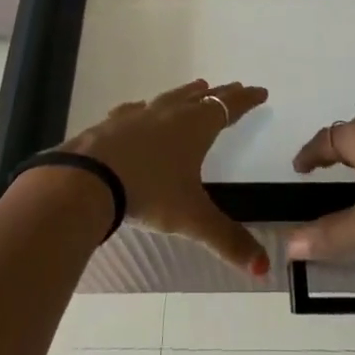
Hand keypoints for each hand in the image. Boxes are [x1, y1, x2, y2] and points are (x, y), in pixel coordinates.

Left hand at [55, 78, 270, 276]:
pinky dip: (148, 108)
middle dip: (222, 93)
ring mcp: (141, 114)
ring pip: (172, 97)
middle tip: (235, 87)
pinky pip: (138, 109)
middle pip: (203, 97)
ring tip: (198, 86)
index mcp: (196, 127)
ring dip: (188, 93)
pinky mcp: (114, 122)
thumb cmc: (150, 192)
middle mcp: (171, 113)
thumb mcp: (192, 219)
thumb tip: (264, 268)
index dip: (246, 100)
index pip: (228, 108)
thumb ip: (227, 240)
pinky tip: (142, 108)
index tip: (260, 91)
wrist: (90, 177)